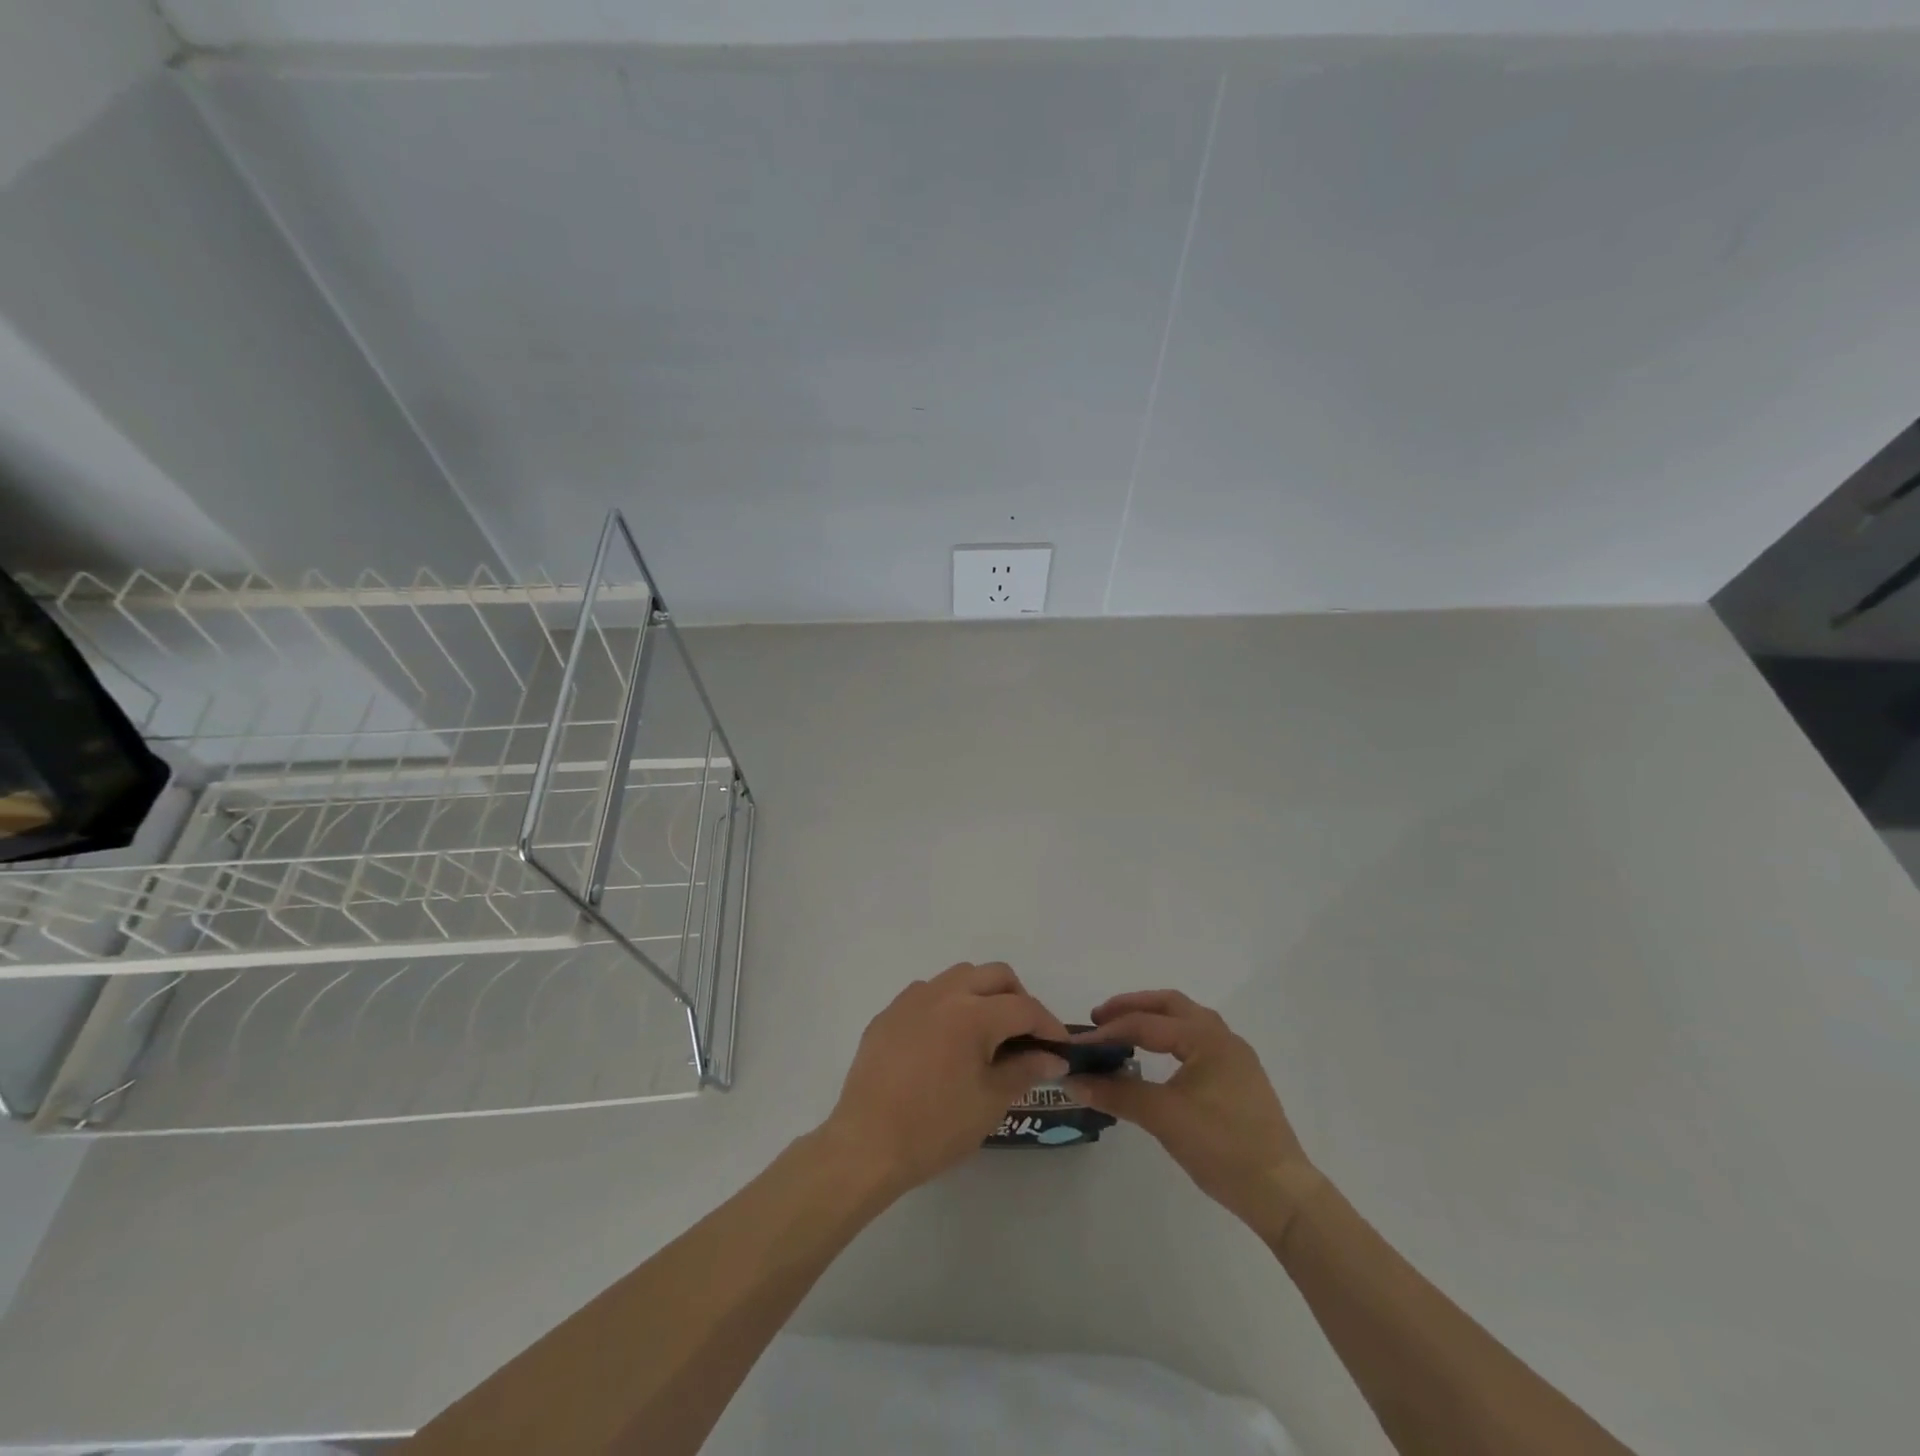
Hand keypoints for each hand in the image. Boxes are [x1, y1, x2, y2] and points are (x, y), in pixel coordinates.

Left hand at [821, 962, 1070, 1196]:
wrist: (867, 1144)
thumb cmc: (936, 1127)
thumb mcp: (990, 1102)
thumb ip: (1025, 1070)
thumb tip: (1053, 1057)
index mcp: (973, 1013)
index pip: (1024, 1008)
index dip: (1048, 1026)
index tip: (1060, 1048)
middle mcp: (943, 993)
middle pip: (995, 975)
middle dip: (1018, 998)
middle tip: (1026, 1034)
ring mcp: (911, 1000)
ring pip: (960, 976)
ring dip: (982, 993)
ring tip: (988, 1032)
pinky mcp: (888, 1014)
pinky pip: (927, 994)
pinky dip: (948, 1004)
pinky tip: (947, 1040)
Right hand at [1067, 990, 1321, 1237]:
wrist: (1281, 1193)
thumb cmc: (1222, 1147)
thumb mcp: (1163, 1117)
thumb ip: (1117, 1093)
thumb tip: (1073, 1081)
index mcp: (1206, 1037)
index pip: (1146, 1024)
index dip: (1109, 1031)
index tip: (1078, 1044)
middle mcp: (1223, 1037)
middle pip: (1170, 1005)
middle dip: (1132, 1008)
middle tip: (1099, 1020)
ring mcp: (1235, 1058)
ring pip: (1187, 1021)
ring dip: (1153, 1020)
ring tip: (1124, 1034)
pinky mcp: (1239, 1080)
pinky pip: (1197, 1042)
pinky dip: (1170, 1039)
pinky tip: (1157, 1060)